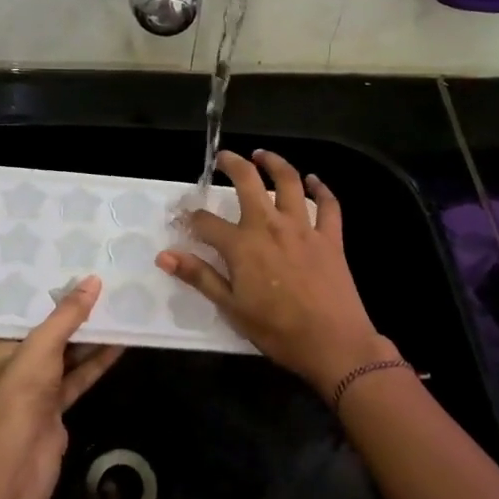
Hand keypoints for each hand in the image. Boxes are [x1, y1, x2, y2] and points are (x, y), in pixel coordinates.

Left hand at [0, 275, 123, 489]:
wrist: (18, 464)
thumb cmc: (18, 394)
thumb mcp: (42, 346)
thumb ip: (68, 315)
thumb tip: (94, 281)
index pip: (19, 311)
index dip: (43, 291)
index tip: (67, 266)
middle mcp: (12, 363)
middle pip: (46, 331)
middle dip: (71, 312)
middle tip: (98, 282)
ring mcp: (35, 387)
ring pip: (65, 354)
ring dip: (89, 335)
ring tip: (116, 305)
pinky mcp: (55, 405)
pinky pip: (78, 375)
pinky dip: (96, 361)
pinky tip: (120, 342)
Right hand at [157, 150, 388, 391]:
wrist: (334, 344)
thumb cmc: (277, 331)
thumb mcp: (231, 308)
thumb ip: (199, 276)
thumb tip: (164, 255)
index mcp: (242, 245)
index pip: (206, 222)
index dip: (190, 217)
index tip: (183, 216)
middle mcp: (270, 226)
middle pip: (248, 182)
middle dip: (232, 164)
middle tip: (223, 157)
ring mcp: (303, 228)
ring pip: (289, 182)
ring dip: (274, 163)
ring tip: (262, 154)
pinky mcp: (330, 237)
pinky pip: (328, 204)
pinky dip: (321, 188)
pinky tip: (314, 179)